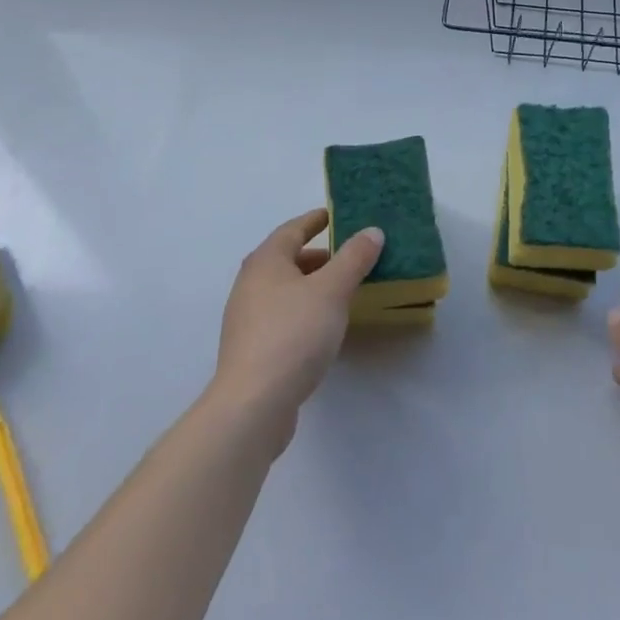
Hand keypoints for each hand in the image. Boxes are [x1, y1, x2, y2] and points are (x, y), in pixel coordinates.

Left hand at [213, 209, 383, 455]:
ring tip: (344, 291)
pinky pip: (283, 316)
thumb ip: (353, 258)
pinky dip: (304, 311)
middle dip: (319, 256)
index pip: (293, 229)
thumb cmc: (293, 334)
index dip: (316, 220)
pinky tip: (324, 327)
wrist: (253, 404)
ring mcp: (247, 318)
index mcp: (266, 261)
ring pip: (285, 290)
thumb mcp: (332, 290)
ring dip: (313, 286)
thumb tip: (372, 231)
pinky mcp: (252, 348)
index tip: (336, 215)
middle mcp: (250, 283)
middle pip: (288, 259)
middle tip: (350, 257)